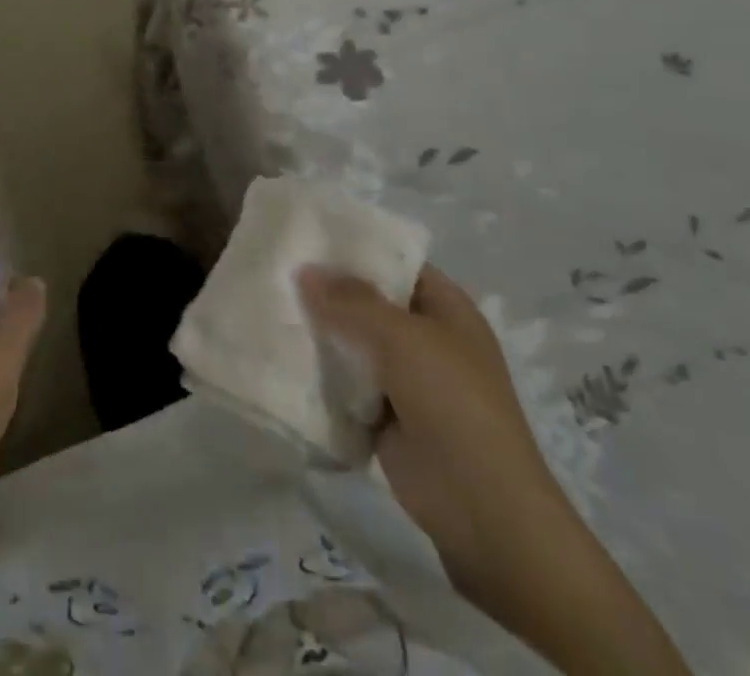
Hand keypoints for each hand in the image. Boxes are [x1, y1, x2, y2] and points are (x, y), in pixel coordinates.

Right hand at [298, 265, 689, 675]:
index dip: (354, 247)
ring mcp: (405, 380)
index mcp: (444, 308)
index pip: (394, 261)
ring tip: (266, 307)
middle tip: (273, 269)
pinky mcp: (385, 417)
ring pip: (352, 343)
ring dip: (318, 332)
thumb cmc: (453, 405)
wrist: (484, 514)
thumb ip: (350, 301)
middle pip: (368, 301)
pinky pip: (345, 383)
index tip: (304, 235)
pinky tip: (279, 357)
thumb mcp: (402, 339)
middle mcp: (425, 337)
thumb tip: (304, 270)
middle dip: (325, 290)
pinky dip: (319, 374)